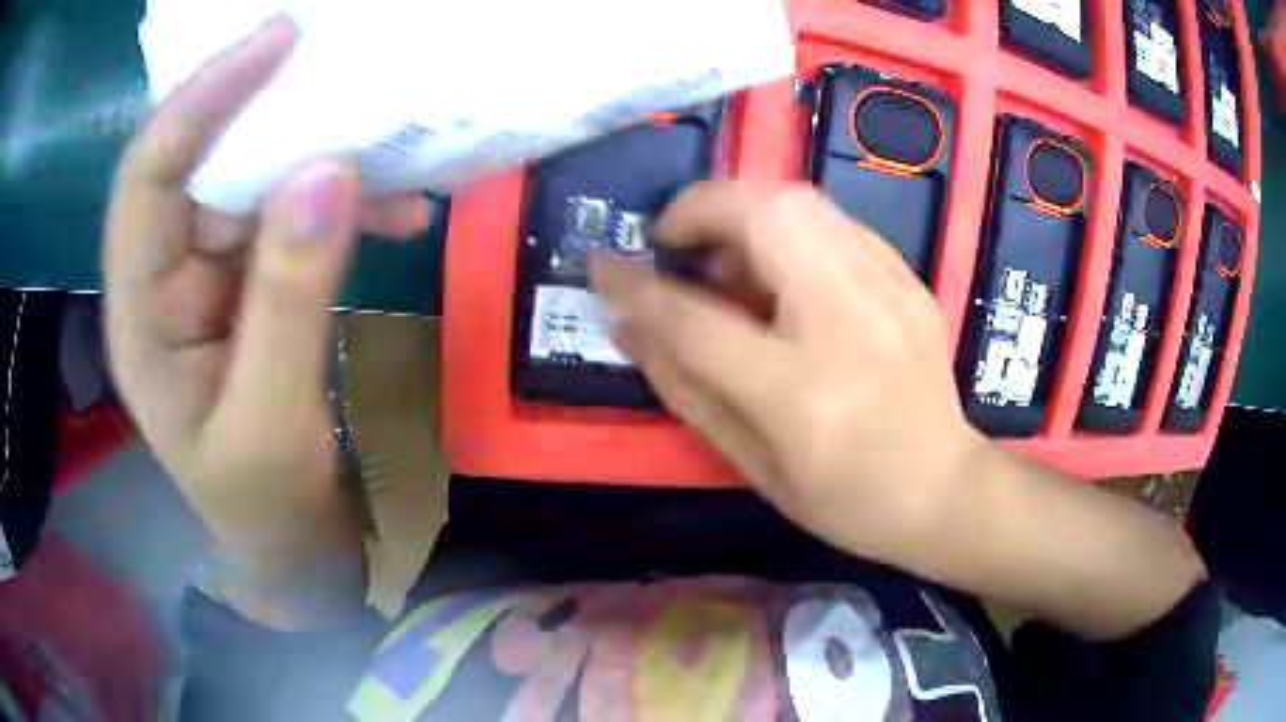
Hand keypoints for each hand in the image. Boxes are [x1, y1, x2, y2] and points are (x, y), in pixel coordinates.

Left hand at [104, 18, 432, 625]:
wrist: (284, 538)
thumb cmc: (263, 502)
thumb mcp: (272, 422)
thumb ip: (288, 302)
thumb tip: (326, 172)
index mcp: (139, 316)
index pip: (149, 181)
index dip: (200, 102)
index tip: (276, 43)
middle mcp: (164, 276)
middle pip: (202, 162)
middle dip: (266, 112)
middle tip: (340, 65)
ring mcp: (208, 273)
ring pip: (254, 181)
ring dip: (320, 160)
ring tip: (391, 152)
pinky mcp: (250, 277)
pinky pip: (292, 215)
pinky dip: (344, 204)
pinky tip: (399, 209)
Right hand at [593, 183, 1204, 639]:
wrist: (945, 490)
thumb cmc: (846, 499)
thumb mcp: (753, 464)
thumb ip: (685, 387)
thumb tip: (629, 327)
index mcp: (800, 391)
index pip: (694, 317)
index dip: (635, 286)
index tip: (601, 266)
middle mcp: (847, 321)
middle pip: (761, 214)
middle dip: (699, 207)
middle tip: (674, 242)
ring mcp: (887, 289)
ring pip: (799, 200)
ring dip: (742, 212)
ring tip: (727, 261)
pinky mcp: (906, 278)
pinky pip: (832, 222)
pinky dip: (788, 229)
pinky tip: (783, 273)